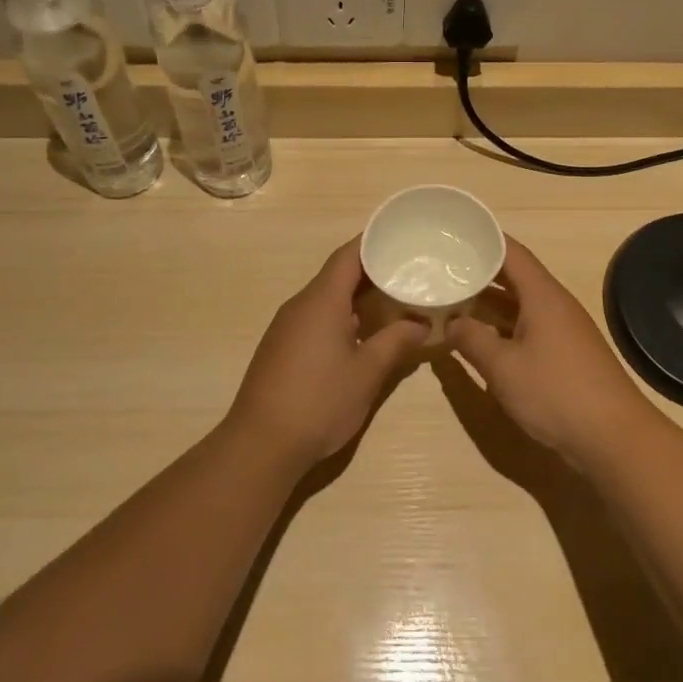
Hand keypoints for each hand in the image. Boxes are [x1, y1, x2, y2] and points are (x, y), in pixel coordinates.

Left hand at [226, 239, 428, 470]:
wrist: (261, 444)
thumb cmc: (319, 401)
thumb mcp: (367, 372)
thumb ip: (396, 342)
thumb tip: (421, 324)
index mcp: (321, 301)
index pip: (348, 256)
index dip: (373, 242)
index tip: (401, 237)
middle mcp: (300, 305)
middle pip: (337, 275)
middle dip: (372, 271)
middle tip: (408, 272)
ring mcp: (286, 327)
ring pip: (326, 298)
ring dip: (357, 297)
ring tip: (393, 300)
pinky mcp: (281, 347)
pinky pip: (315, 318)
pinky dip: (341, 316)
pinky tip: (362, 333)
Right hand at [448, 237, 657, 467]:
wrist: (614, 439)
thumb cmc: (556, 393)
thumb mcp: (502, 367)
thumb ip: (472, 339)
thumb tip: (452, 322)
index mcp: (542, 295)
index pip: (511, 252)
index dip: (483, 240)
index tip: (454, 235)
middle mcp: (554, 305)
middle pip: (514, 277)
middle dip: (479, 273)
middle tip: (443, 269)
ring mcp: (562, 331)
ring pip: (519, 306)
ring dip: (488, 304)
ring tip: (452, 300)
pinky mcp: (565, 355)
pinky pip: (527, 328)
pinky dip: (502, 327)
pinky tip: (480, 338)